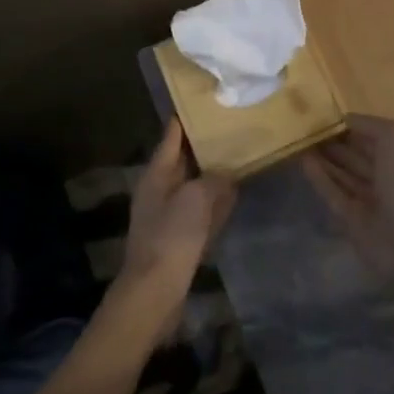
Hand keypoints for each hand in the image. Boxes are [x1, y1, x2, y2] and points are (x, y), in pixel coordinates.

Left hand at [116, 117, 235, 333]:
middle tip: (230, 126)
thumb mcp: (196, 198)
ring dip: (212, 173)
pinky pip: (202, 210)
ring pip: (195, 185)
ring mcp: (170, 215)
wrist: (155, 291)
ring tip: (238, 154)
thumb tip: (226, 172)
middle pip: (184, 160)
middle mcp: (161, 189)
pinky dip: (216, 200)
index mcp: (157, 174)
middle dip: (204, 145)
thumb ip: (213, 179)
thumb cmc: (171, 236)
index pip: (171, 137)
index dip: (185, 119)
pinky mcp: (181, 237)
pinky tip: (234, 194)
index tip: (201, 101)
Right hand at [301, 114, 393, 278]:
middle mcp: (385, 178)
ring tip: (301, 141)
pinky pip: (332, 193)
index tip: (327, 114)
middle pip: (356, 157)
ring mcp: (368, 200)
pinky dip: (319, 178)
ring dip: (324, 159)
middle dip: (335, 143)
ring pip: (342, 175)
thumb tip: (345, 118)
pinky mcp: (351, 219)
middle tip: (308, 128)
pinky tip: (304, 161)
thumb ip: (370, 125)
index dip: (352, 127)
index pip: (373, 138)